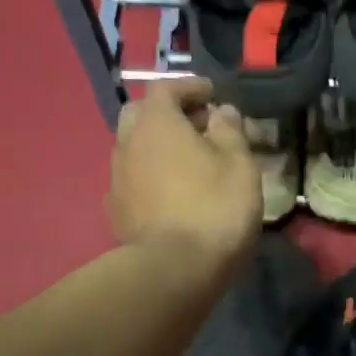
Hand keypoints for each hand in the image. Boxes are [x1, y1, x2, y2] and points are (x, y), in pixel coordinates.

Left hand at [108, 79, 259, 273]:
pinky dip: (151, 174)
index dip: (190, 87)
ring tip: (187, 160)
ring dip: (158, 145)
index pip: (166, 87)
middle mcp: (128, 142)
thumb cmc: (214, 207)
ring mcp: (117, 178)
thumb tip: (221, 111)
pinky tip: (170, 191)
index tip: (212, 94)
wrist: (175, 268)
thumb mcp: (239, 164)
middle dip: (168, 113)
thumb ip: (230, 130)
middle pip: (142, 114)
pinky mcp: (116, 209)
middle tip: (198, 125)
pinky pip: (133, 179)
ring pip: (134, 147)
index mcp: (156, 123)